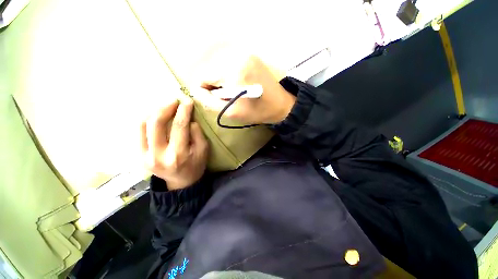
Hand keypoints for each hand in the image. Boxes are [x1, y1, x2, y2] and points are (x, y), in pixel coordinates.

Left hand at [141, 98, 208, 189]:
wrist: (180, 182)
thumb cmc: (195, 165)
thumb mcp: (203, 150)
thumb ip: (198, 134)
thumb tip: (188, 119)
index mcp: (178, 154)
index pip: (179, 126)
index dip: (183, 111)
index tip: (187, 101)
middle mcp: (157, 155)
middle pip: (156, 123)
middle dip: (165, 107)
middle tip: (174, 101)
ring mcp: (143, 156)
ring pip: (142, 125)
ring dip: (153, 111)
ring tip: (165, 107)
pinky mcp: (137, 156)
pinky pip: (137, 132)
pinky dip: (145, 120)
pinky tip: (154, 116)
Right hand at [191, 55, 295, 123]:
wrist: (280, 105)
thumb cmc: (257, 111)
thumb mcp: (231, 112)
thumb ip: (209, 102)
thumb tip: (196, 90)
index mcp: (232, 70)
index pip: (202, 75)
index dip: (204, 90)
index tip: (216, 100)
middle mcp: (237, 56)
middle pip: (210, 69)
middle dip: (214, 85)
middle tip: (227, 97)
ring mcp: (245, 54)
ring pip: (219, 67)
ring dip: (221, 80)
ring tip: (234, 92)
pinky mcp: (250, 56)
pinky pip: (229, 65)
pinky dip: (229, 75)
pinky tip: (239, 85)